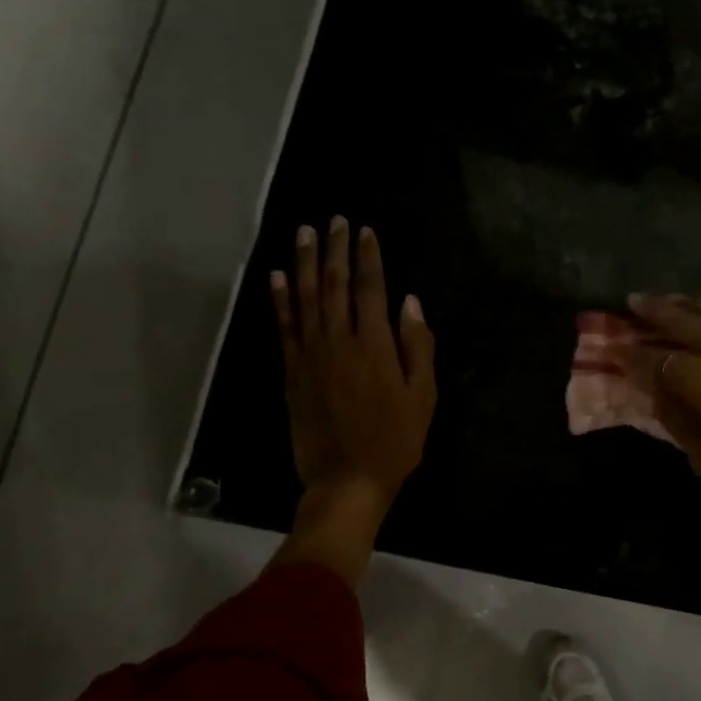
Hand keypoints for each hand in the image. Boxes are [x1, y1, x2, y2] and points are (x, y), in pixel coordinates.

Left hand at [267, 217, 434, 579]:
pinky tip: (278, 277)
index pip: (370, 289)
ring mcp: (310, 356)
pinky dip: (279, 299)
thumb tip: (410, 303)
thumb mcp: (423, 397)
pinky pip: (284, 327)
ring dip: (305, 263)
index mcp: (375, 346)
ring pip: (305, 298)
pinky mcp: (291, 373)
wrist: (346, 480)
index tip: (366, 230)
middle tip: (335, 220)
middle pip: (334, 285)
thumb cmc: (395, 442)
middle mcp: (339, 342)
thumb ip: (418, 347)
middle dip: (336, 249)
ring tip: (305, 233)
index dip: (369, 257)